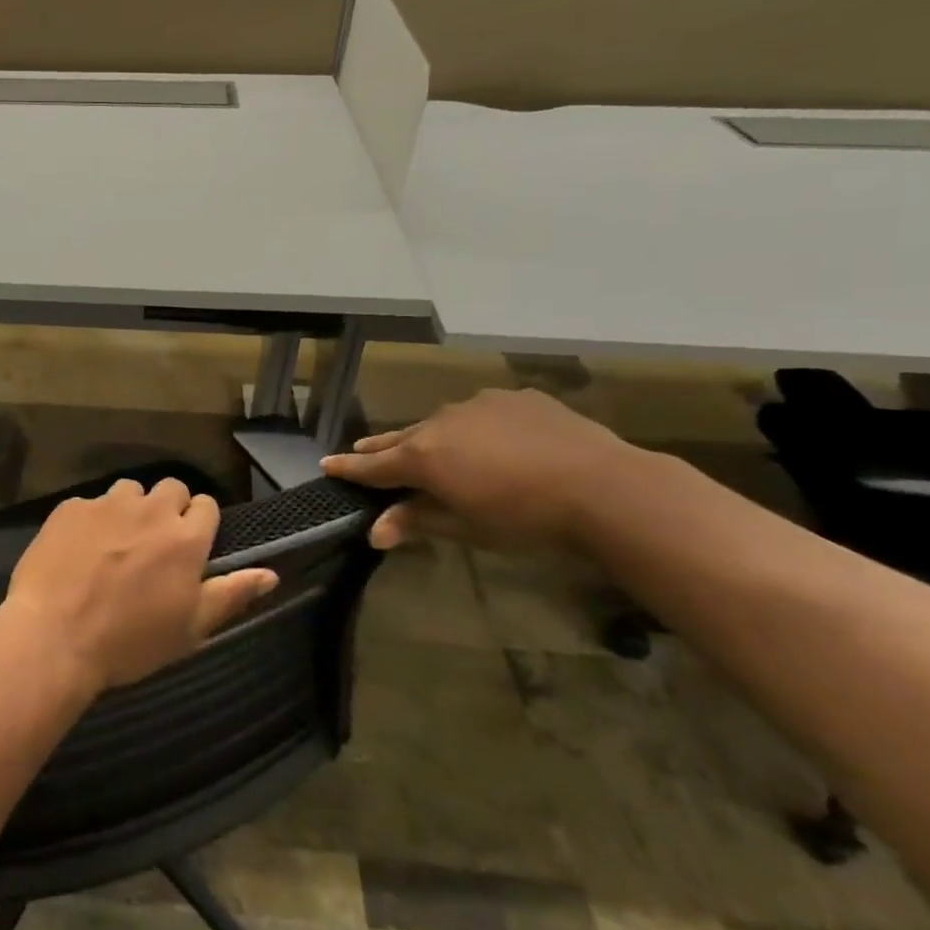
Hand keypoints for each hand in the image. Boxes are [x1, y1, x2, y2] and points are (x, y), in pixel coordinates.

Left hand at [0, 478, 279, 693]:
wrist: (54, 636)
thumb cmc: (129, 642)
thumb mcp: (190, 628)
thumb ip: (232, 594)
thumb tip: (271, 573)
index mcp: (185, 538)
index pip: (206, 505)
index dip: (199, 524)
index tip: (188, 548)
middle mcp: (150, 510)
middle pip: (171, 489)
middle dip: (168, 510)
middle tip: (153, 545)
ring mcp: (106, 505)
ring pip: (130, 491)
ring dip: (130, 509)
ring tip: (115, 543)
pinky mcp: (70, 507)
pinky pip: (90, 503)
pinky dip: (91, 520)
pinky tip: (78, 550)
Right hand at [320, 388, 640, 551]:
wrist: (603, 487)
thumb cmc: (523, 518)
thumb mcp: (465, 527)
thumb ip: (417, 521)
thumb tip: (375, 532)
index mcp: (422, 457)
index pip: (373, 465)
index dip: (348, 468)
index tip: (327, 464)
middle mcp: (440, 423)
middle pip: (401, 438)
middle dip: (381, 448)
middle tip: (363, 451)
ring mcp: (478, 405)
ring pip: (442, 423)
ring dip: (432, 437)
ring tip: (433, 449)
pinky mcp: (515, 397)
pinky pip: (482, 413)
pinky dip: (476, 427)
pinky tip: (494, 440)